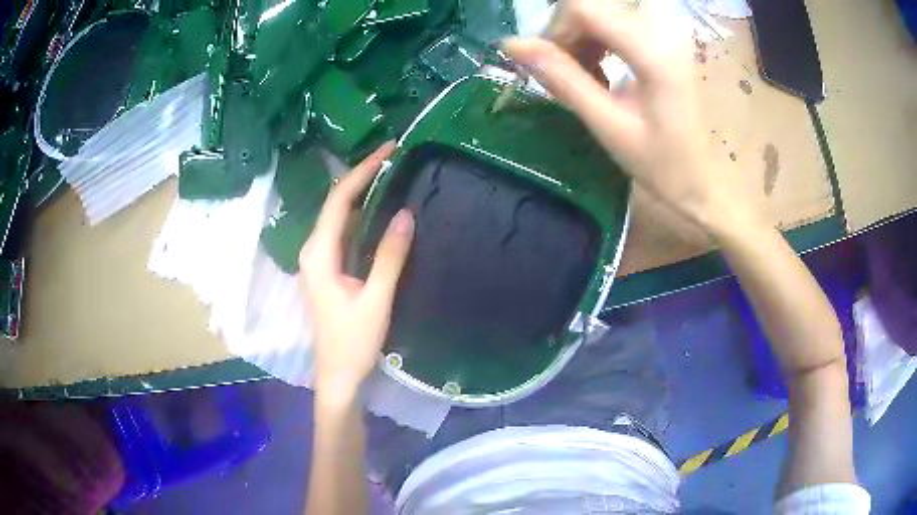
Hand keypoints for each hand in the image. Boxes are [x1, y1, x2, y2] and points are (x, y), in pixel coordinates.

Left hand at [299, 142, 414, 401]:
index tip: (388, 150)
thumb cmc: (353, 342)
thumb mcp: (376, 300)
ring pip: (339, 216)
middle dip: (362, 176)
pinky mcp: (329, 269)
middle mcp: (314, 250)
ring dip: (362, 193)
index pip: (338, 201)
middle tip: (394, 156)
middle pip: (336, 203)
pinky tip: (380, 208)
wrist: (338, 375)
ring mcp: (319, 260)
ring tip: (390, 173)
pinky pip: (344, 232)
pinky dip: (361, 214)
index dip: (363, 171)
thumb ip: (389, 257)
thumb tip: (406, 214)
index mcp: (319, 254)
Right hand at [503, 0, 744, 228]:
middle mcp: (662, 30)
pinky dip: (597, 40)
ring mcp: (665, 33)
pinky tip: (599, 69)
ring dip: (580, 38)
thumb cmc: (661, 164)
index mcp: (653, 52)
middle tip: (563, 73)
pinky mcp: (664, 40)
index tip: (547, 65)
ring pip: (601, 12)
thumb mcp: (608, 125)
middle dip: (566, 33)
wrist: (701, 181)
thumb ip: (563, 79)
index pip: (584, 8)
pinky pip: (617, 23)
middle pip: (591, 6)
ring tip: (582, 76)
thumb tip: (512, 46)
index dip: (555, 30)